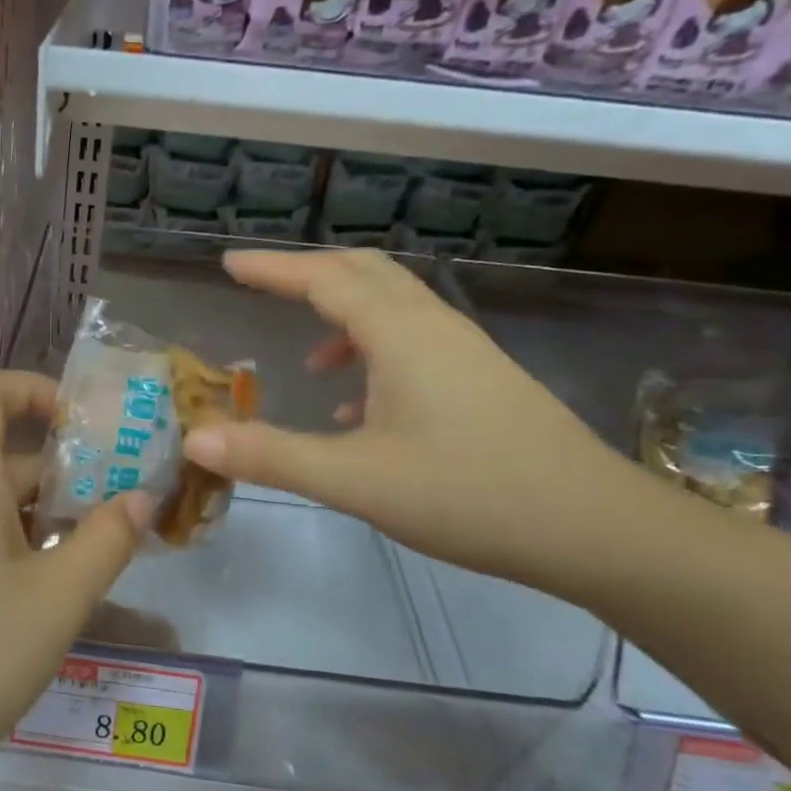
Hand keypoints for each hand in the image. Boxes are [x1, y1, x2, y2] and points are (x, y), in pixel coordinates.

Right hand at [182, 249, 645, 588]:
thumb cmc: (468, 493)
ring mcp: (464, 352)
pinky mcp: (481, 380)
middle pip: (364, 274)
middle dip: (309, 274)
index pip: (324, 279)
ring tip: (308, 361)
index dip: (273, 268)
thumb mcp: (356, 479)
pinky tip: (359, 409)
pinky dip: (373, 354)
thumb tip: (197, 439)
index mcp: (401, 335)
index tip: (229, 262)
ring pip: (393, 309)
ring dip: (343, 317)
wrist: (593, 527)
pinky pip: (414, 344)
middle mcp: (433, 328)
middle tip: (262, 287)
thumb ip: (272, 455)